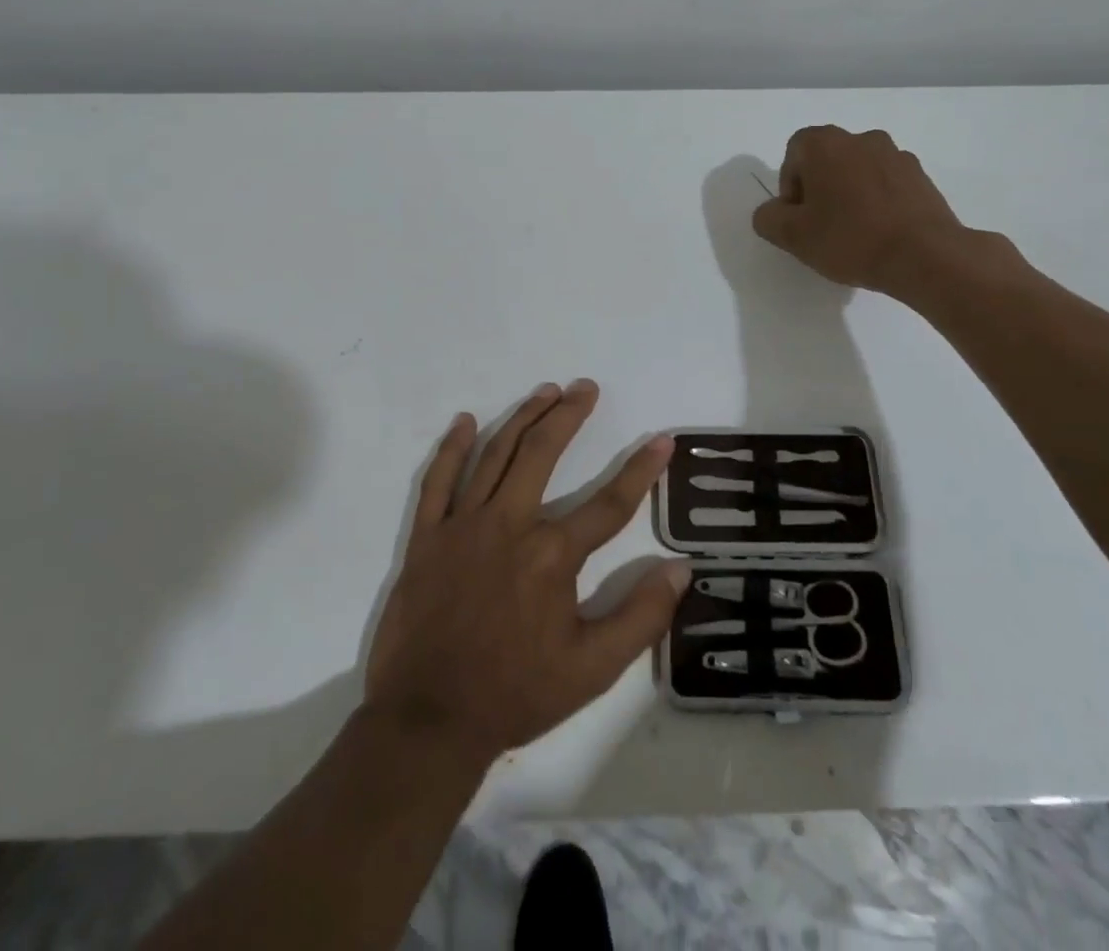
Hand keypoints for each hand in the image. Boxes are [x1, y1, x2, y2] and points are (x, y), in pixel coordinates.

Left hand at [364, 380, 688, 760]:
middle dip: (569, 414)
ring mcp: (463, 526)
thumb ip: (641, 618)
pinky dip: (451, 448)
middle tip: (585, 387)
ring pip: (495, 454)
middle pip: (543, 453)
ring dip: (523, 417)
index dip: (641, 470)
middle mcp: (509, 525)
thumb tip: (681, 569)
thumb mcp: (592, 669)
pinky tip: (464, 421)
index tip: (662, 440)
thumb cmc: (516, 693)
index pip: (609, 502)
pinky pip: (438, 481)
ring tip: (545, 391)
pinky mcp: (427, 537)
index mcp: (552, 555)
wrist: (429, 721)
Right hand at [752, 125, 970, 296]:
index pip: (795, 152)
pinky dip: (878, 202)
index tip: (798, 217)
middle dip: (819, 188)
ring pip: (859, 171)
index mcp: (826, 144)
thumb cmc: (850, 239)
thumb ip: (768, 218)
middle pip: (827, 159)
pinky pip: (887, 184)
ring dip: (850, 194)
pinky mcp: (922, 177)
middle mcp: (862, 138)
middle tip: (821, 227)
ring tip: (854, 233)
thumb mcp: (793, 236)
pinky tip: (880, 233)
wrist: (925, 255)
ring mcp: (896, 155)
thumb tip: (773, 211)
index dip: (790, 185)